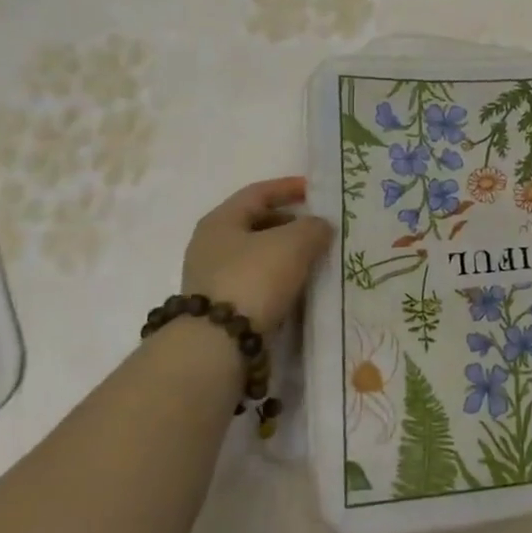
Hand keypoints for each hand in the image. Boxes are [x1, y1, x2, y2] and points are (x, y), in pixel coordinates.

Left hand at [181, 177, 333, 332]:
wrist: (218, 344)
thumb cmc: (253, 279)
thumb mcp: (293, 243)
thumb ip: (313, 228)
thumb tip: (320, 227)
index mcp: (221, 221)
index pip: (258, 193)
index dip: (288, 188)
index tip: (315, 191)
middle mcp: (211, 245)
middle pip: (256, 223)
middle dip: (290, 223)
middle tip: (319, 228)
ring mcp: (213, 278)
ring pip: (258, 255)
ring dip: (287, 253)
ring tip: (316, 258)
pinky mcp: (222, 307)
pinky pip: (257, 282)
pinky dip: (280, 278)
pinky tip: (300, 285)